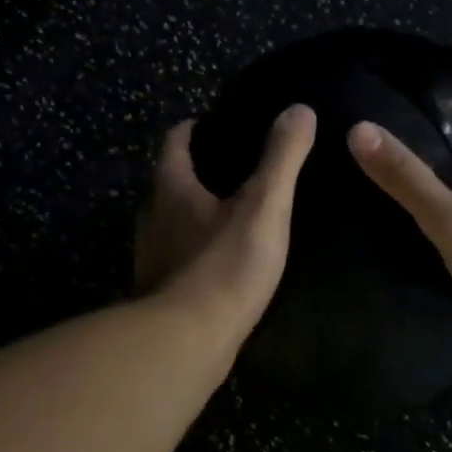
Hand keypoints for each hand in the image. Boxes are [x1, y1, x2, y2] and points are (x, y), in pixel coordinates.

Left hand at [135, 105, 316, 334]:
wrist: (185, 343)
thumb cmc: (223, 266)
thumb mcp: (264, 206)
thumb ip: (281, 158)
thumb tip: (300, 108)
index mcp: (171, 186)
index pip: (176, 140)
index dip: (196, 127)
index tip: (220, 124)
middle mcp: (152, 214)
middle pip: (172, 179)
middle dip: (200, 169)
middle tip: (240, 167)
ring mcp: (151, 254)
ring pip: (173, 218)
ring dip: (198, 210)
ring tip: (237, 211)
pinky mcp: (158, 288)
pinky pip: (179, 253)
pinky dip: (198, 246)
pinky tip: (224, 259)